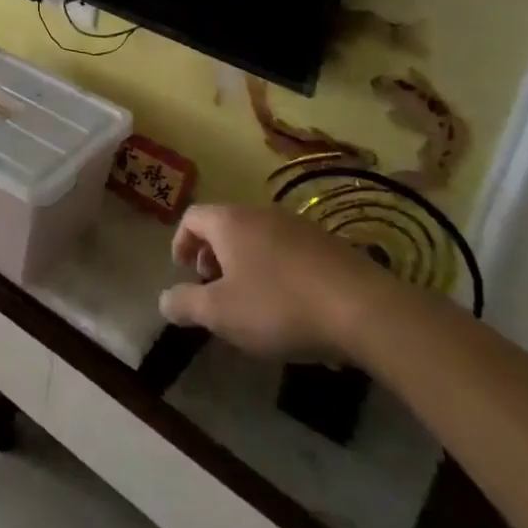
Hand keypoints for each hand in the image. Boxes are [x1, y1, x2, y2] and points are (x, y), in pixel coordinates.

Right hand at [158, 204, 385, 362]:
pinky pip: (289, 250)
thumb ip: (186, 304)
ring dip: (246, 263)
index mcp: (230, 222)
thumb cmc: (279, 307)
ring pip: (259, 237)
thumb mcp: (222, 314)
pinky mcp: (329, 244)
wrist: (365, 310)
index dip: (181, 242)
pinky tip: (292, 305)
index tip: (184, 271)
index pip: (192, 217)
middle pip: (226, 225)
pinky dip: (277, 269)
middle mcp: (261, 213)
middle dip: (213, 255)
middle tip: (215, 288)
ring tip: (253, 300)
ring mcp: (298, 225)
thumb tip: (163, 300)